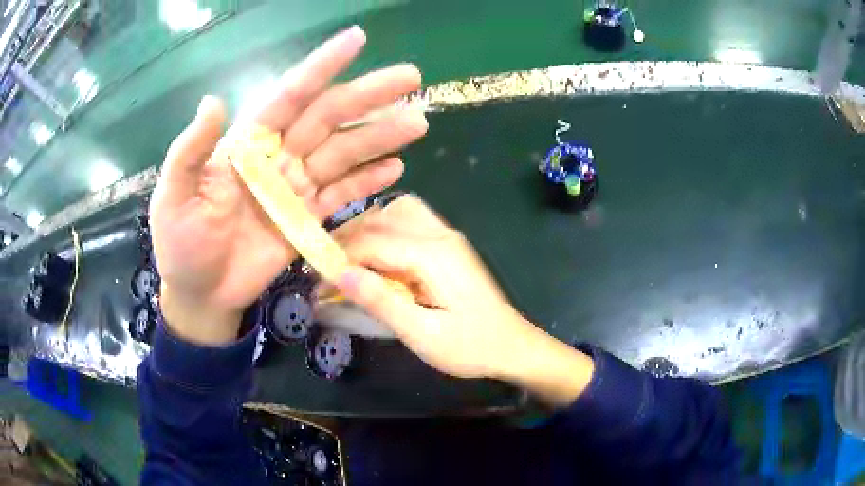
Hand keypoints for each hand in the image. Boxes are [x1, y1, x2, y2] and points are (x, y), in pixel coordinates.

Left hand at [149, 26, 427, 344]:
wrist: (200, 294)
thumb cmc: (180, 244)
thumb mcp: (174, 195)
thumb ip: (191, 150)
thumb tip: (213, 101)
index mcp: (247, 143)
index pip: (289, 96)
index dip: (321, 67)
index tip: (355, 39)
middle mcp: (277, 157)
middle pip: (328, 117)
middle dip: (368, 94)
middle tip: (411, 76)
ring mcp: (295, 188)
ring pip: (343, 153)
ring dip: (379, 136)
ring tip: (417, 122)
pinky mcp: (307, 219)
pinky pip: (341, 195)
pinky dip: (367, 181)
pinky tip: (395, 168)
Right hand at [333, 196, 594, 404]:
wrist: (511, 345)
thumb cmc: (469, 347)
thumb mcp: (423, 334)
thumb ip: (381, 302)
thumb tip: (340, 275)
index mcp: (433, 255)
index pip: (372, 242)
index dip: (339, 257)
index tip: (315, 277)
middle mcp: (440, 235)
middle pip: (382, 219)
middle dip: (347, 239)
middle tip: (325, 267)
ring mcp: (447, 235)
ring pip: (396, 211)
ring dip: (366, 229)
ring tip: (347, 259)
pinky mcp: (449, 243)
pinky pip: (410, 220)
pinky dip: (385, 229)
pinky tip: (377, 254)